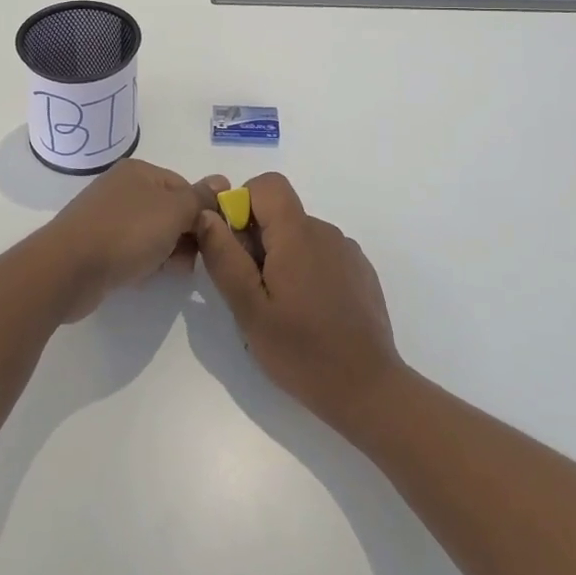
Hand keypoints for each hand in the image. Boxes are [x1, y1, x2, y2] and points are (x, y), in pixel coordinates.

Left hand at [41, 159, 227, 321]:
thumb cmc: (126, 233)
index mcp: (139, 171)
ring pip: (152, 233)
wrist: (68, 269)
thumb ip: (200, 198)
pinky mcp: (97, 245)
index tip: (212, 238)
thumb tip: (222, 181)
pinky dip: (144, 261)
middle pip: (168, 210)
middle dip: (186, 235)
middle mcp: (122, 188)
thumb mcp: (173, 211)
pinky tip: (146, 276)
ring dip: (167, 251)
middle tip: (193, 259)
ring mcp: (107, 217)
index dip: (202, 212)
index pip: (184, 187)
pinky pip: (132, 250)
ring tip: (171, 271)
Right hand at [195, 172, 404, 431]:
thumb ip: (224, 257)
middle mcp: (325, 232)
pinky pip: (322, 255)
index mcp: (297, 234)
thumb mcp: (248, 309)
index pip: (267, 184)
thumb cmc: (301, 351)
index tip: (235, 246)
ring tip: (281, 309)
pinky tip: (310, 314)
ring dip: (282, 259)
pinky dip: (307, 271)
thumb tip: (206, 214)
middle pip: (281, 214)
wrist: (368, 390)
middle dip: (258, 241)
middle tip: (253, 292)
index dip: (243, 203)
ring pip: (300, 237)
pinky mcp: (361, 272)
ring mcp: (347, 252)